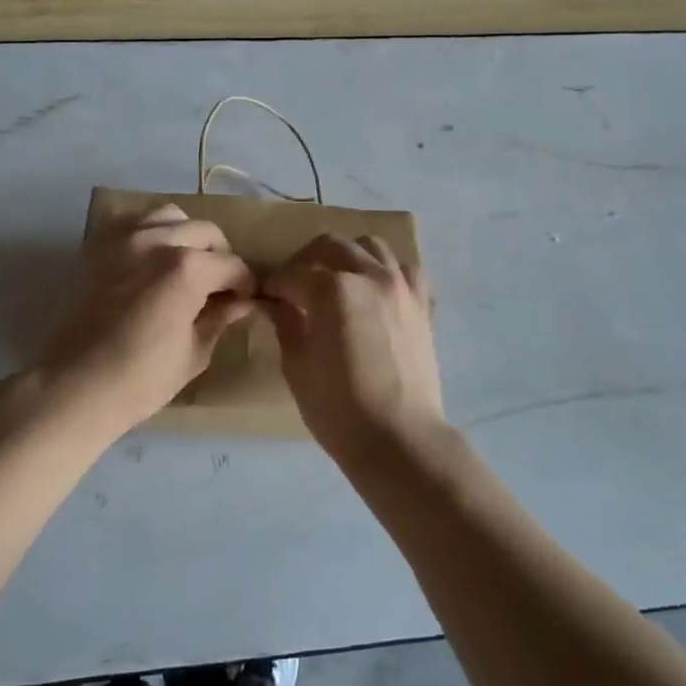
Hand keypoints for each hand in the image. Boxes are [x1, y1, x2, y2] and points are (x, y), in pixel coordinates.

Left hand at [30, 204, 255, 440]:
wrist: (72, 386)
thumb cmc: (139, 379)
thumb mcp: (194, 354)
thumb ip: (219, 318)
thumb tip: (240, 302)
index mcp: (188, 268)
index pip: (232, 265)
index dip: (245, 284)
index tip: (244, 300)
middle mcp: (158, 240)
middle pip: (206, 231)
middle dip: (220, 256)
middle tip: (218, 285)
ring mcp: (125, 237)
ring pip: (171, 215)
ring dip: (186, 235)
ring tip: (186, 265)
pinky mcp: (100, 245)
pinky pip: (135, 222)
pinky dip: (152, 232)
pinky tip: (153, 260)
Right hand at [263, 234, 445, 462]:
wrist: (400, 439)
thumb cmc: (338, 409)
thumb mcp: (297, 366)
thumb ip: (286, 324)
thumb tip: (275, 304)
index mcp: (332, 290)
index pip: (292, 275)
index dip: (272, 285)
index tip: (263, 296)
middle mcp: (368, 275)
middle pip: (330, 246)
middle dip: (305, 259)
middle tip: (293, 284)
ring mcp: (400, 286)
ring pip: (371, 246)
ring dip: (347, 255)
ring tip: (335, 279)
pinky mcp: (421, 303)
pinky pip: (404, 269)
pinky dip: (385, 270)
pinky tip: (375, 290)